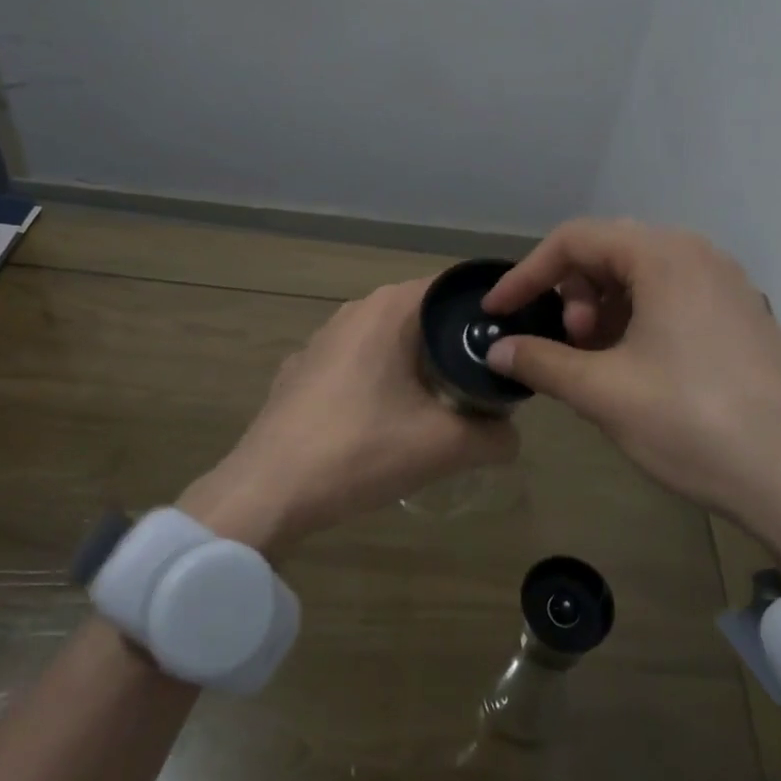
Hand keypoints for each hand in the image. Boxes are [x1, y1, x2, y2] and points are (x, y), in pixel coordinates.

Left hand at [179, 279, 516, 555]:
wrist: (268, 491)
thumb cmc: (360, 450)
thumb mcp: (445, 447)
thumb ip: (495, 437)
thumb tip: (512, 436)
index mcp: (389, 309)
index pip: (454, 289)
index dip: (488, 313)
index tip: (511, 344)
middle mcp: (354, 311)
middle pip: (423, 316)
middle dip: (456, 345)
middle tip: (486, 382)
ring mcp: (321, 340)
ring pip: (388, 341)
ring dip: (418, 366)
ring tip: (442, 405)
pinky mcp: (301, 372)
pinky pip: (358, 365)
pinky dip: (381, 383)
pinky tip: (385, 423)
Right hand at [482, 219, 780, 581]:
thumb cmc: (693, 421)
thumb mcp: (604, 392)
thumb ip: (542, 361)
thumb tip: (498, 349)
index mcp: (664, 256)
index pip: (574, 240)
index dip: (526, 273)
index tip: (498, 313)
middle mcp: (699, 256)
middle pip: (610, 251)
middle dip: (572, 291)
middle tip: (567, 341)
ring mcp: (727, 287)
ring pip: (643, 277)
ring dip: (604, 309)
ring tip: (597, 360)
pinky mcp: (742, 320)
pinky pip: (673, 300)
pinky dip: (637, 322)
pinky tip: (634, 369)